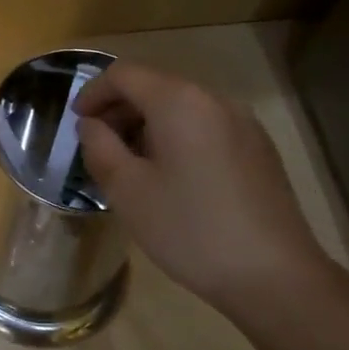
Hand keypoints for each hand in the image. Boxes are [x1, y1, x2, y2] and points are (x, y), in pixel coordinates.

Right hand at [73, 60, 335, 316]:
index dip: (93, 93)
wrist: (272, 275)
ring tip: (130, 167)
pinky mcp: (258, 150)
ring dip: (147, 127)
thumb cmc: (188, 228)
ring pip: (182, 109)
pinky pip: (205, 129)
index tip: (76, 124)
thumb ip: (100, 148)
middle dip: (119, 111)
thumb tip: (92, 125)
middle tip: (98, 148)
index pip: (124, 74)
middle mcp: (215, 100)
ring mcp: (243, 124)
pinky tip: (170, 180)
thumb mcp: (127, 190)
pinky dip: (176, 139)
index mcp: (180, 101)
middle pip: (156, 86)